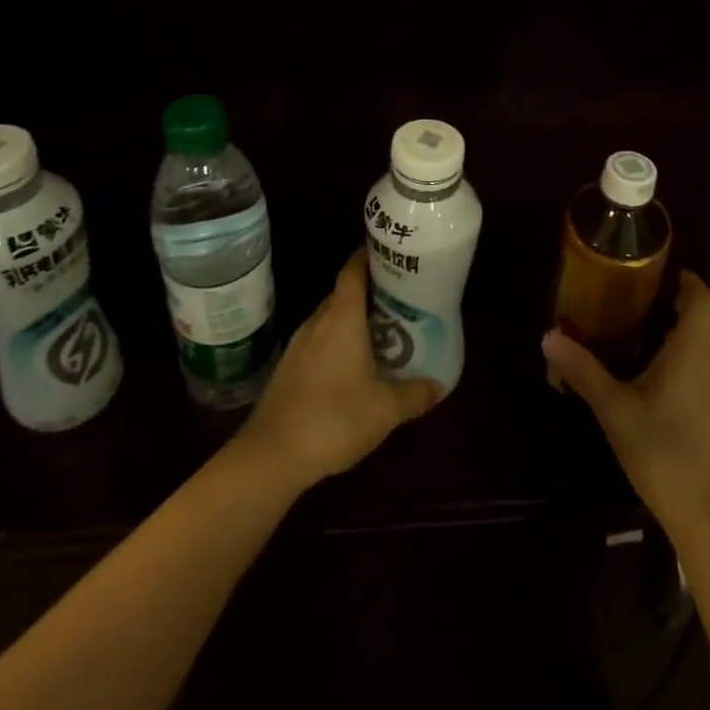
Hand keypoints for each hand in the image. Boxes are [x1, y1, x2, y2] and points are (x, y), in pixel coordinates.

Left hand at [238, 249, 441, 491]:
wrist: (271, 456)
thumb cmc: (333, 419)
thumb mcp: (385, 410)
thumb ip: (414, 394)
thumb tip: (438, 385)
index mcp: (341, 318)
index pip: (353, 270)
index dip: (369, 256)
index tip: (390, 253)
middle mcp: (317, 322)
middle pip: (343, 293)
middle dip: (369, 292)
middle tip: (400, 297)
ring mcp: (298, 346)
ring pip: (330, 320)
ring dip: (353, 320)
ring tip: (384, 331)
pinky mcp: (288, 369)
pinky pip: (319, 342)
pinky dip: (338, 343)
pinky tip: (354, 366)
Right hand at [542, 270, 709, 539]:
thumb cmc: (663, 453)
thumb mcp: (614, 410)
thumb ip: (583, 371)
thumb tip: (549, 336)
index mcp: (693, 354)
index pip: (706, 302)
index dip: (692, 283)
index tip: (670, 276)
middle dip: (705, 304)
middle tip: (671, 303)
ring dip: (707, 332)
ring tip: (667, 336)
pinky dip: (706, 360)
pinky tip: (675, 380)